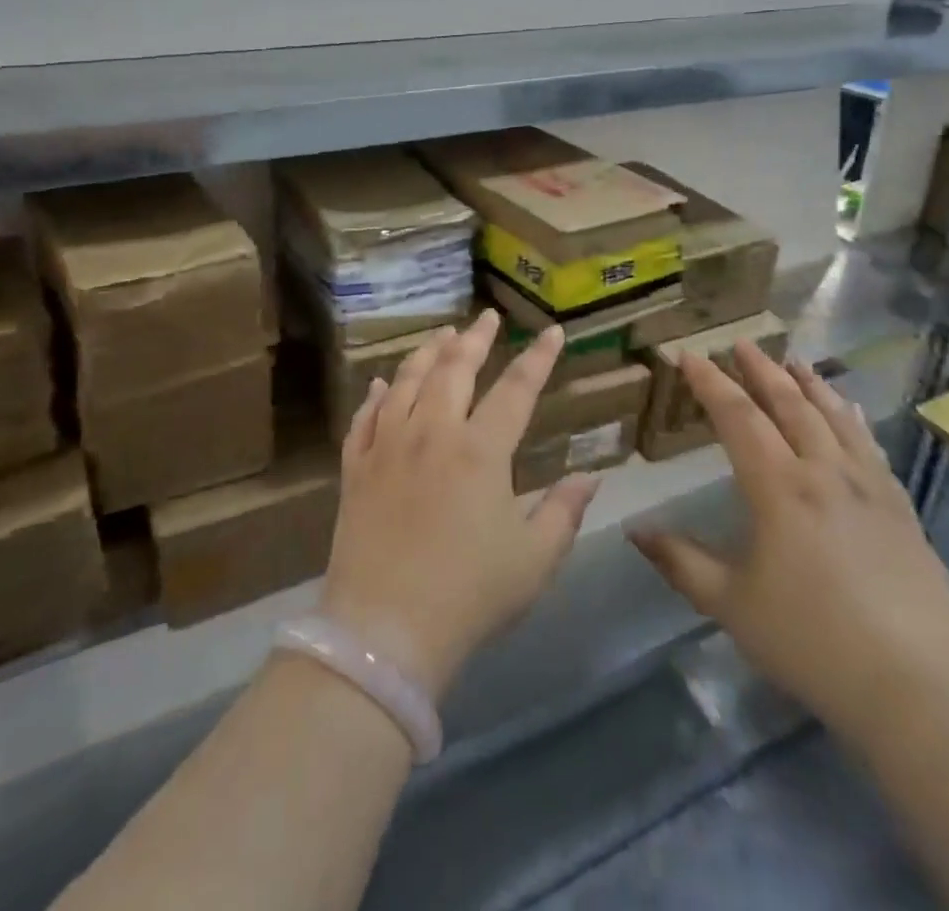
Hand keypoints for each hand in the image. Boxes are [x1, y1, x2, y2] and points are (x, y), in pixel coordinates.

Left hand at [319, 311, 597, 700]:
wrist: (385, 631)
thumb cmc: (469, 596)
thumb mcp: (534, 560)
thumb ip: (565, 511)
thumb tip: (592, 475)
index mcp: (481, 451)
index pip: (516, 390)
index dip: (537, 358)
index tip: (551, 332)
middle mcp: (432, 433)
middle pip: (454, 369)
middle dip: (474, 338)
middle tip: (486, 317)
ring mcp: (388, 446)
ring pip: (407, 382)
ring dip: (427, 353)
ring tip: (441, 335)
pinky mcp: (356, 467)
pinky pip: (365, 418)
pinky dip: (376, 395)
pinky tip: (381, 384)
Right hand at [629, 345, 948, 739]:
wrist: (920, 688)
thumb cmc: (812, 642)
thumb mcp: (731, 605)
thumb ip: (680, 562)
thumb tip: (634, 531)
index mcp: (778, 487)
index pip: (737, 416)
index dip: (710, 382)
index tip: (689, 355)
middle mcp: (823, 472)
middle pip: (789, 404)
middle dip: (761, 370)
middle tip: (742, 343)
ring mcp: (868, 487)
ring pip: (834, 417)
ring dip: (809, 384)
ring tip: (792, 360)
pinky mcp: (900, 509)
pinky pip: (870, 446)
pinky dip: (852, 418)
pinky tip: (851, 410)